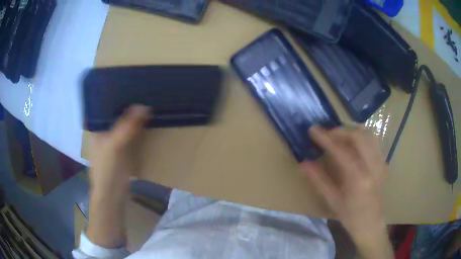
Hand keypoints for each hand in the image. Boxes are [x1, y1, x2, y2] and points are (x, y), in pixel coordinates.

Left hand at [86, 105, 148, 247]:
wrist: (113, 195)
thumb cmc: (107, 169)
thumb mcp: (115, 145)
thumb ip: (127, 126)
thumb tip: (144, 106)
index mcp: (98, 128)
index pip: (107, 106)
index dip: (118, 96)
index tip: (132, 86)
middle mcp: (105, 132)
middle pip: (117, 115)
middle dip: (129, 105)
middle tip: (144, 92)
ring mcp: (114, 142)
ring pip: (125, 125)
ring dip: (135, 117)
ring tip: (149, 102)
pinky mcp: (124, 151)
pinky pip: (131, 135)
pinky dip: (139, 129)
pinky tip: (148, 122)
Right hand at [301, 126, 391, 257]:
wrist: (371, 225)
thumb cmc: (351, 217)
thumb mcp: (333, 202)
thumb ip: (319, 181)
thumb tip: (304, 163)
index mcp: (359, 179)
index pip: (341, 151)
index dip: (326, 138)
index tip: (313, 129)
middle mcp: (373, 167)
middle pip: (358, 136)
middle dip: (340, 131)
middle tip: (327, 135)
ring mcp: (381, 164)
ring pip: (368, 135)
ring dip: (352, 132)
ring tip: (339, 138)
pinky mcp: (383, 164)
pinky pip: (373, 142)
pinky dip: (361, 138)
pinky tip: (353, 146)